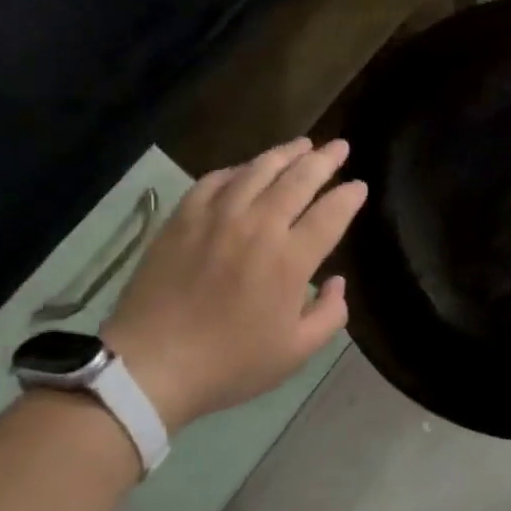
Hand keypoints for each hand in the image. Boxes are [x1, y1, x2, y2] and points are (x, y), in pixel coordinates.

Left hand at [103, 138, 366, 433]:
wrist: (151, 366)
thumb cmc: (229, 363)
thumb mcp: (294, 353)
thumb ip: (329, 315)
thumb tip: (337, 281)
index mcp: (290, 259)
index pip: (331, 213)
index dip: (350, 196)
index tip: (360, 186)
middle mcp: (259, 226)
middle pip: (299, 179)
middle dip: (325, 160)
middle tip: (340, 146)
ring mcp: (218, 216)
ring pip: (259, 169)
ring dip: (286, 153)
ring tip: (302, 144)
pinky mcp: (184, 216)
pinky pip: (216, 179)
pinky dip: (237, 169)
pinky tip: (246, 169)